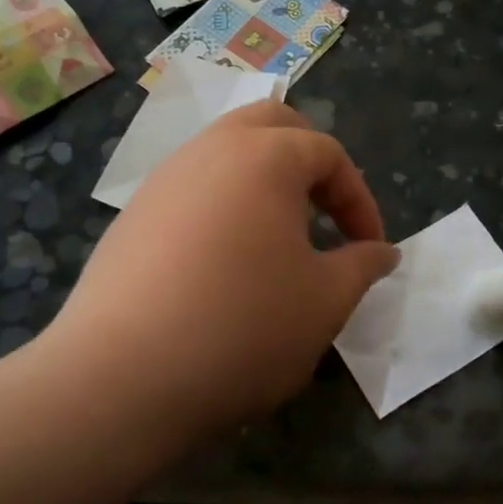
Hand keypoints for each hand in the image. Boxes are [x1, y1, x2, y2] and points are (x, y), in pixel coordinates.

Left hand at [44, 101, 398, 433]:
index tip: (370, 249)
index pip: (328, 154)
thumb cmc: (242, 328)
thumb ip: (362, 266)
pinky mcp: (131, 217)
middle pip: (271, 124)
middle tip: (325, 212)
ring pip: (224, 151)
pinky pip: (190, 189)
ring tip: (278, 238)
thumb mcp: (325, 302)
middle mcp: (209, 151)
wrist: (119, 379)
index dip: (360, 200)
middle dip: (308, 159)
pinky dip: (222, 206)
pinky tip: (224, 264)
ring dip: (262, 180)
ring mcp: (163, 181)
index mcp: (265, 157)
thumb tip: (383, 251)